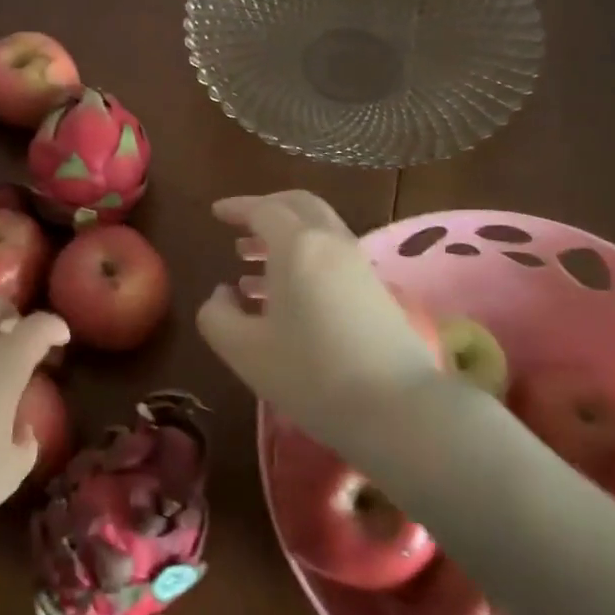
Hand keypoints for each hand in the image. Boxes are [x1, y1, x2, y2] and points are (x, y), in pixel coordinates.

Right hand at [196, 191, 438, 454]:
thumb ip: (217, 316)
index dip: (238, 208)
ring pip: (318, 232)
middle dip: (267, 210)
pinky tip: (285, 297)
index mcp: (297, 246)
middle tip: (239, 228)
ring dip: (285, 238)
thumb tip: (222, 293)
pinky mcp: (375, 290)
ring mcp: (359, 265)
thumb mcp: (245, 351)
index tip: (216, 213)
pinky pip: (332, 256)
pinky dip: (304, 259)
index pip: (264, 210)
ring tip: (250, 265)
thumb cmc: (311, 374)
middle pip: (299, 207)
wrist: (397, 407)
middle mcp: (331, 243)